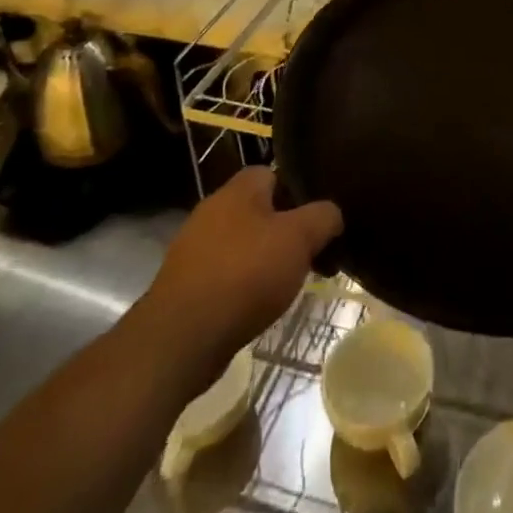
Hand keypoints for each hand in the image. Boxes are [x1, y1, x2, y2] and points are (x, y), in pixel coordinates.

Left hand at [147, 168, 342, 360]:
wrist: (180, 339)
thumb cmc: (245, 274)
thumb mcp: (300, 238)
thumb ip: (323, 217)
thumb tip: (332, 214)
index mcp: (237, 190)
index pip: (274, 173)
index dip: (299, 191)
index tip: (319, 218)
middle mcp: (212, 211)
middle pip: (259, 210)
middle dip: (285, 230)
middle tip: (310, 253)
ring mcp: (194, 250)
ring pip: (243, 244)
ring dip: (265, 260)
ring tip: (288, 284)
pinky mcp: (185, 286)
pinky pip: (225, 274)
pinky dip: (243, 286)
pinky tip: (258, 306)